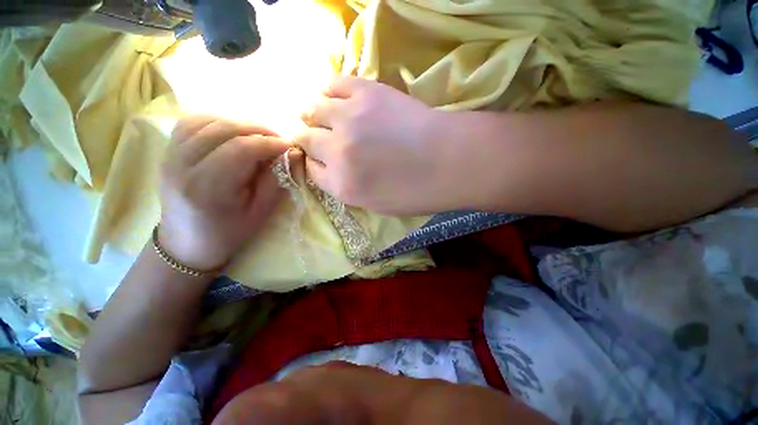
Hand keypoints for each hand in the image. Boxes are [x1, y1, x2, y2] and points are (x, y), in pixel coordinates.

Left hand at [159, 116, 289, 270]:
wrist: (186, 243)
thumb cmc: (229, 233)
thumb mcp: (260, 212)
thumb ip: (276, 181)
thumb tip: (292, 155)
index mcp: (208, 188)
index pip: (241, 149)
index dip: (269, 142)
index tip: (290, 146)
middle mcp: (182, 165)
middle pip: (223, 129)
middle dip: (258, 129)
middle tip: (279, 139)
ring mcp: (170, 155)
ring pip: (206, 120)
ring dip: (238, 123)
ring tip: (259, 135)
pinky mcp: (167, 151)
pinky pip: (191, 122)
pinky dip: (217, 121)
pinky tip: (232, 132)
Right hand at [296, 76, 446, 214]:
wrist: (450, 161)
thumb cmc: (417, 191)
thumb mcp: (377, 205)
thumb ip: (347, 188)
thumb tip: (330, 170)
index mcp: (342, 185)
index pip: (310, 170)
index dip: (313, 163)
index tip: (319, 158)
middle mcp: (338, 152)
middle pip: (306, 139)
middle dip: (309, 139)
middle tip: (318, 136)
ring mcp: (349, 119)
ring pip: (312, 109)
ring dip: (313, 113)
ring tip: (322, 114)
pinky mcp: (366, 92)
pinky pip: (334, 83)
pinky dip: (329, 90)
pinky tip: (336, 97)